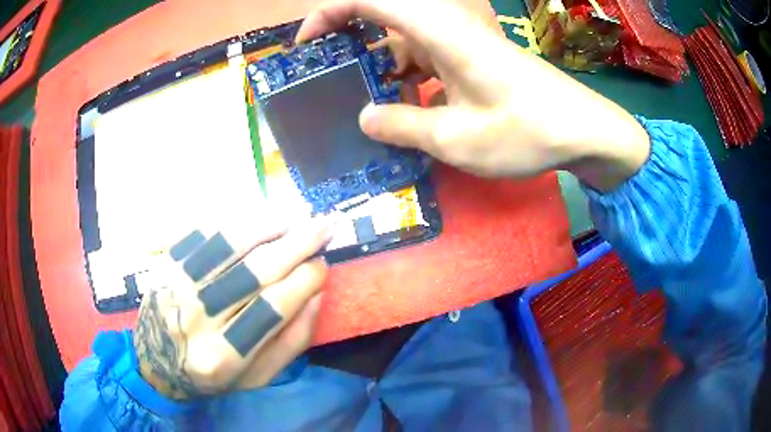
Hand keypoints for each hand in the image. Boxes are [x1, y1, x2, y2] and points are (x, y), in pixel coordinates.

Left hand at [133, 217, 331, 399]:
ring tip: (292, 217)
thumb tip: (317, 294)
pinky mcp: (166, 264)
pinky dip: (233, 222)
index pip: (273, 308)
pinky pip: (202, 233)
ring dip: (266, 225)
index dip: (304, 281)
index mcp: (223, 356)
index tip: (323, 264)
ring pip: (227, 244)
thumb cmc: (212, 376)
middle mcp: (197, 318)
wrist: (156, 362)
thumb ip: (291, 341)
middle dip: (296, 244)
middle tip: (322, 226)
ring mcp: (176, 286)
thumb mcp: (257, 377)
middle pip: (253, 272)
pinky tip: (255, 219)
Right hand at [298, 0, 649, 191]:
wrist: (584, 132)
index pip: (369, 0)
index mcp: (440, 31)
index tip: (305, 44)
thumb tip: (365, 118)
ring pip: (403, 40)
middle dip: (347, 40)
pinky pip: (426, 58)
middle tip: (326, 75)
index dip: (329, 14)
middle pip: (382, 15)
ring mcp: (462, 42)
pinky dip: (406, 77)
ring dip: (378, 65)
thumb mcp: (457, 139)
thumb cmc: (527, 131)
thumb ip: (404, 126)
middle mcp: (447, 27)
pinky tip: (401, 108)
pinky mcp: (473, 58)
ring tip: (358, 101)